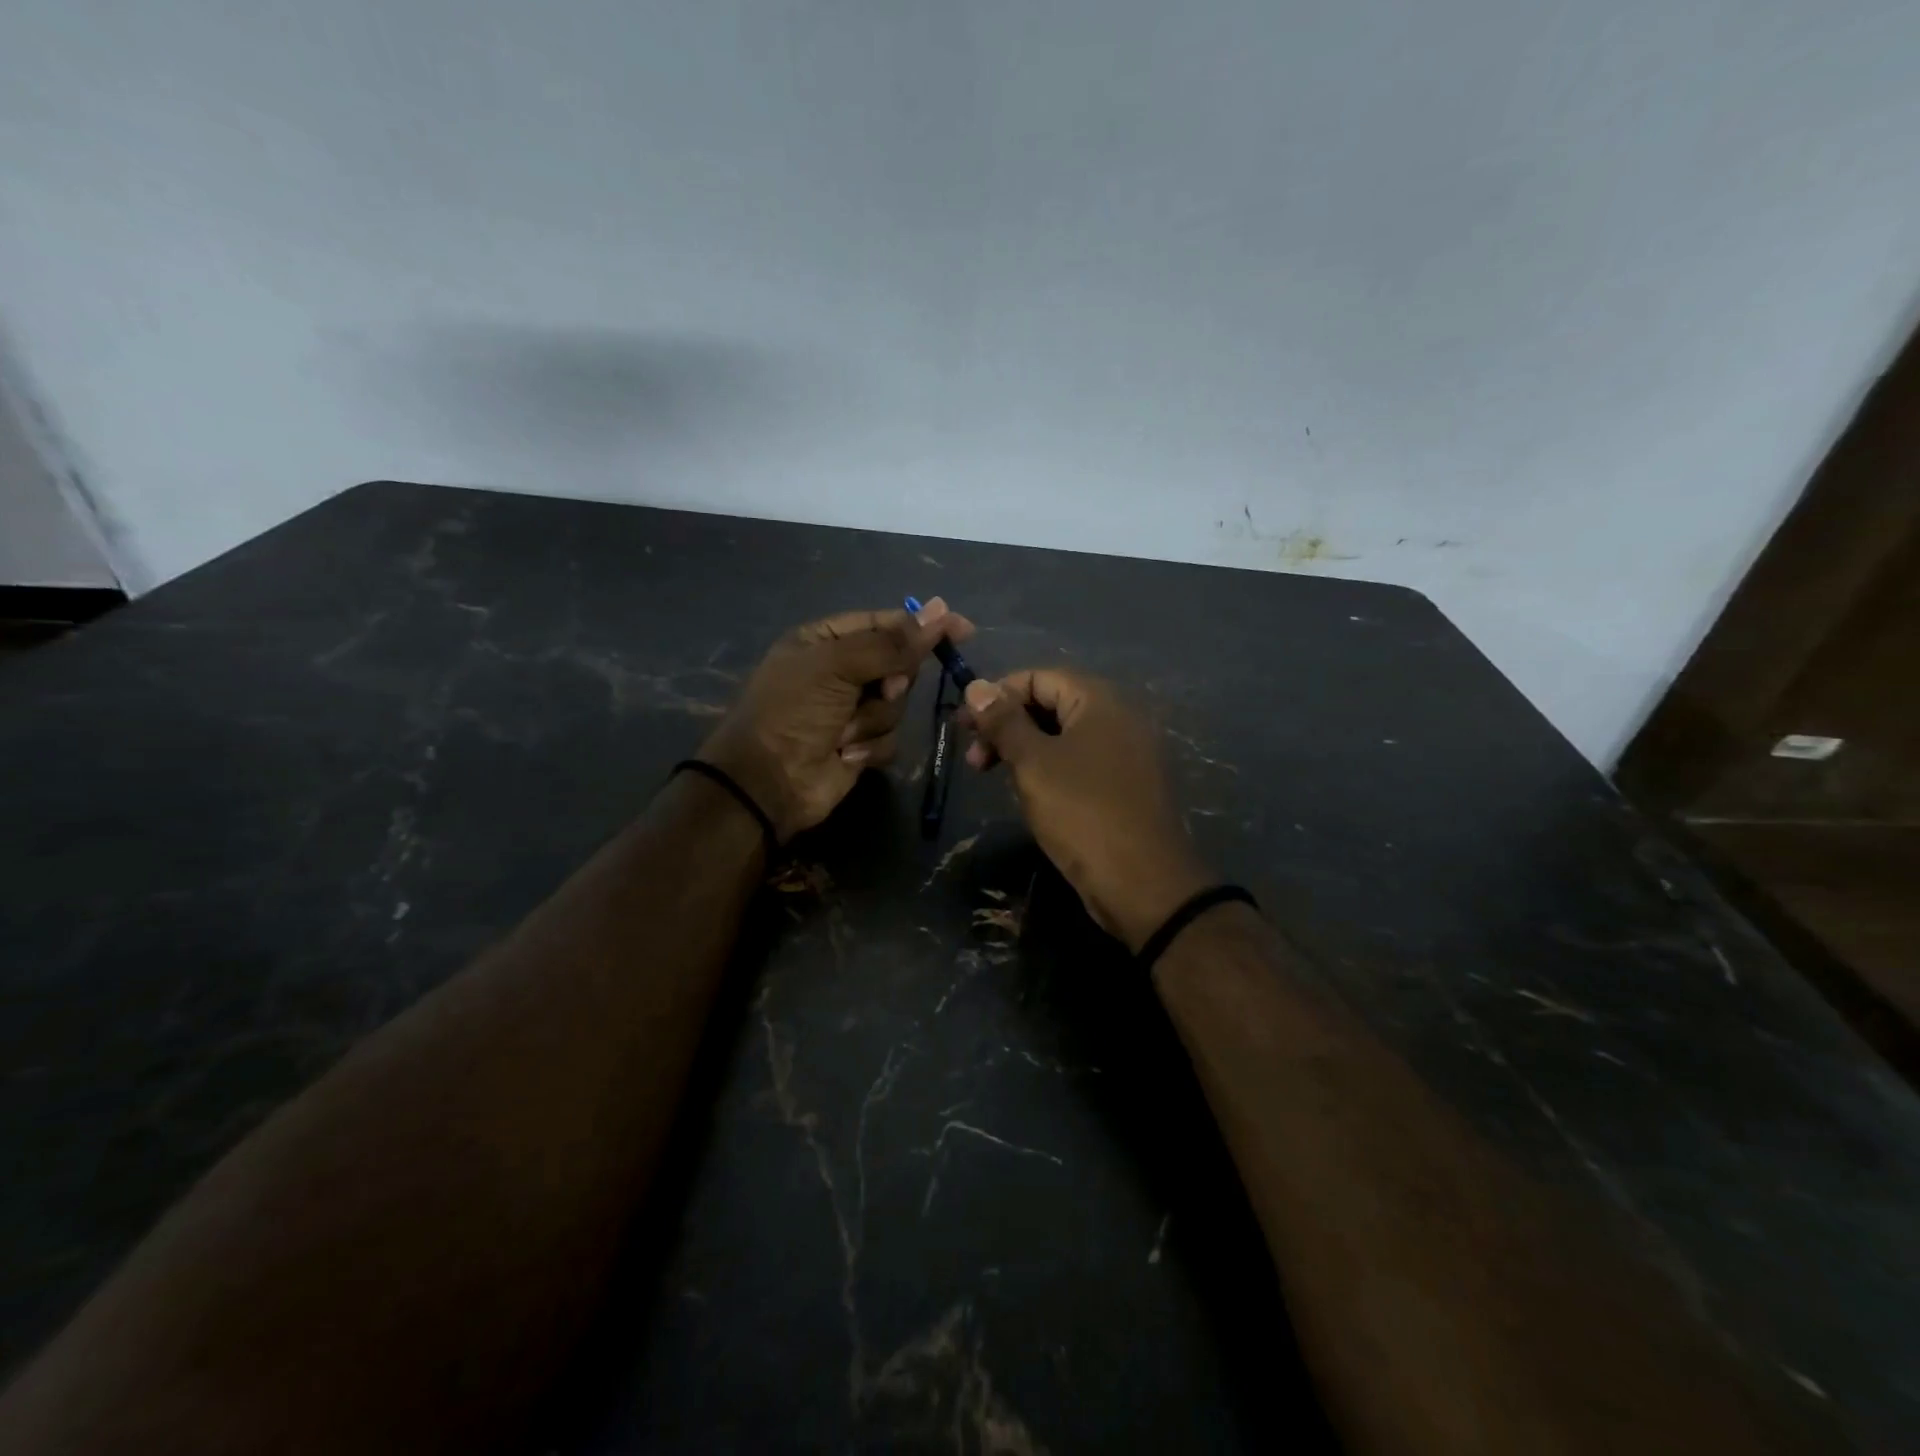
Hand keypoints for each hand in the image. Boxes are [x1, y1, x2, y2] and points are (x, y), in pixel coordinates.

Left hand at [700, 599, 973, 841]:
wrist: (767, 782)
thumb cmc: (793, 711)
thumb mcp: (837, 666)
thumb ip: (891, 643)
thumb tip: (941, 610)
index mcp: (825, 640)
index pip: (884, 622)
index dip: (922, 625)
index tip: (962, 629)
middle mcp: (840, 671)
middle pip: (898, 664)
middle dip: (891, 681)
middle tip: (880, 690)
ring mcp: (851, 709)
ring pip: (897, 704)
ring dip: (874, 719)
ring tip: (843, 732)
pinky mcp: (861, 744)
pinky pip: (890, 737)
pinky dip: (871, 746)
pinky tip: (846, 754)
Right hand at [960, 669, 1213, 951]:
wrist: (1144, 884)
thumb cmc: (1083, 813)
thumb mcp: (1033, 763)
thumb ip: (1004, 721)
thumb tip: (976, 686)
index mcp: (1101, 700)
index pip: (1039, 677)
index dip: (997, 695)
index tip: (964, 727)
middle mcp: (1120, 717)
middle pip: (1052, 704)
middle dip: (1007, 725)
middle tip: (974, 759)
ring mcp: (1128, 752)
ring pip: (1065, 736)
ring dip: (1024, 749)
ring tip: (995, 778)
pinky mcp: (1127, 784)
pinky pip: (1081, 761)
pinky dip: (1050, 768)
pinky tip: (1030, 792)